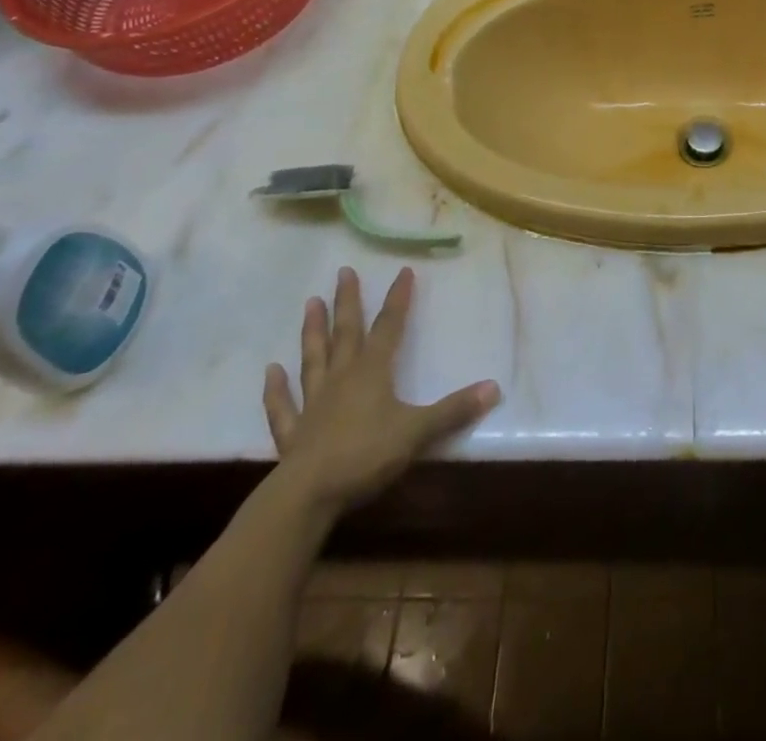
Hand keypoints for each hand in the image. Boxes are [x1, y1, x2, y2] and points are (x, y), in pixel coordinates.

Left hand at [263, 267, 500, 513]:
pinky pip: (283, 406)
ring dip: (312, 332)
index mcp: (372, 372)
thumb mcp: (418, 431)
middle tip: (343, 272)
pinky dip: (276, 389)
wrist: (308, 495)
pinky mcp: (293, 433)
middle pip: (346, 333)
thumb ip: (454, 410)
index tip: (403, 271)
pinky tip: (271, 372)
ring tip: (310, 303)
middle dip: (348, 302)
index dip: (398, 299)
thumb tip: (494, 387)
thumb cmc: (366, 455)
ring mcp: (314, 404)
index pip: (389, 327)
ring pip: (314, 359)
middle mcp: (342, 378)